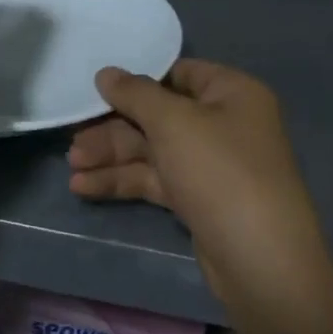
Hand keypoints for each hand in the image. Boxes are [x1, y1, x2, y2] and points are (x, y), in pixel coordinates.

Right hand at [68, 60, 332, 304]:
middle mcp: (224, 123)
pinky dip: (124, 181)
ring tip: (72, 167)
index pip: (177, 74)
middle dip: (114, 128)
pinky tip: (85, 187)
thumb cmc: (219, 170)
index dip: (137, 81)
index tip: (97, 90)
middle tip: (73, 138)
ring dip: (112, 156)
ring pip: (153, 150)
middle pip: (159, 116)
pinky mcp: (199, 199)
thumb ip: (134, 93)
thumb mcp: (172, 121)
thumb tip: (105, 73)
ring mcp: (212, 164)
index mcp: (231, 92)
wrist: (260, 260)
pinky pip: (156, 179)